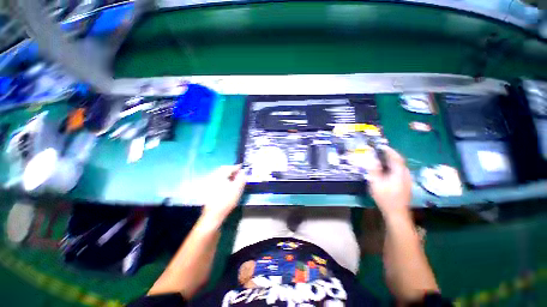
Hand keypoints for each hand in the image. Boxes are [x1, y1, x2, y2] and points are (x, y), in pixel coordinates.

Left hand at [202, 165, 246, 222]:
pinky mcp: (210, 189)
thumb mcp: (237, 189)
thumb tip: (244, 172)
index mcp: (219, 176)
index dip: (237, 167)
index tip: (243, 168)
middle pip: (224, 170)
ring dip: (229, 175)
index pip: (229, 168)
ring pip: (221, 175)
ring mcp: (210, 183)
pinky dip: (225, 180)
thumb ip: (241, 178)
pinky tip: (229, 185)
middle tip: (240, 173)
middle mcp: (213, 178)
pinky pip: (219, 180)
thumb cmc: (226, 200)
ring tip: (235, 179)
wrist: (214, 214)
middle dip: (232, 170)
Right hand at [365, 147, 411, 217]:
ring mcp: (407, 180)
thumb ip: (374, 169)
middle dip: (390, 155)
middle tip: (380, 152)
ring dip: (391, 162)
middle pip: (399, 161)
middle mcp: (405, 174)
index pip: (396, 157)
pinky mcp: (405, 185)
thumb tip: (371, 158)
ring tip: (382, 160)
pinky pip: (399, 172)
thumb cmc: (385, 197)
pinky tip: (387, 171)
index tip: (382, 146)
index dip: (389, 151)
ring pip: (400, 167)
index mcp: (399, 172)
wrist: (396, 212)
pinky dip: (393, 168)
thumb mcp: (376, 182)